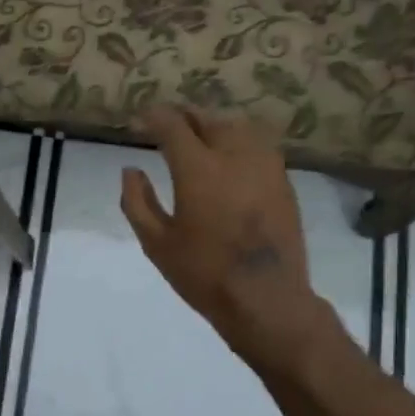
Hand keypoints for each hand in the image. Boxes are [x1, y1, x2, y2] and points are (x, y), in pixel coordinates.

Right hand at [121, 107, 341, 375]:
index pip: (173, 125)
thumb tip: (131, 171)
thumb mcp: (156, 243)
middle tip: (169, 125)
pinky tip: (231, 157)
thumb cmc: (203, 273)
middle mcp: (234, 155)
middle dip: (185, 117)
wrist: (266, 298)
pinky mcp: (283, 181)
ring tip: (200, 135)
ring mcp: (265, 165)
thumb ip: (137, 202)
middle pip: (208, 119)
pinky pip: (258, 146)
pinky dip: (238, 142)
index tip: (142, 119)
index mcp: (198, 168)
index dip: (154, 117)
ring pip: (237, 127)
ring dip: (214, 125)